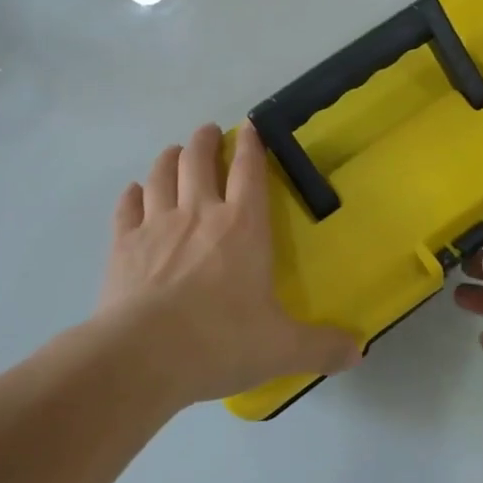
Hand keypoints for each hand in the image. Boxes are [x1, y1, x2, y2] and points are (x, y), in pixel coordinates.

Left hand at [101, 123, 359, 407]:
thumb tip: (359, 353)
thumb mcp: (281, 348)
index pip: (249, 170)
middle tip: (209, 134)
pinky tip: (135, 191)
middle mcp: (199, 213)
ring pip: (161, 174)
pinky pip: (127, 206)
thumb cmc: (220, 341)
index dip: (251, 143)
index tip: (250, 126)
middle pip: (198, 159)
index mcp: (243, 226)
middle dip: (205, 140)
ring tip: (174, 153)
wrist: (143, 356)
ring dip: (169, 158)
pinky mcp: (123, 244)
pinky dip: (133, 193)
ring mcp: (156, 225)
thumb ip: (321, 347)